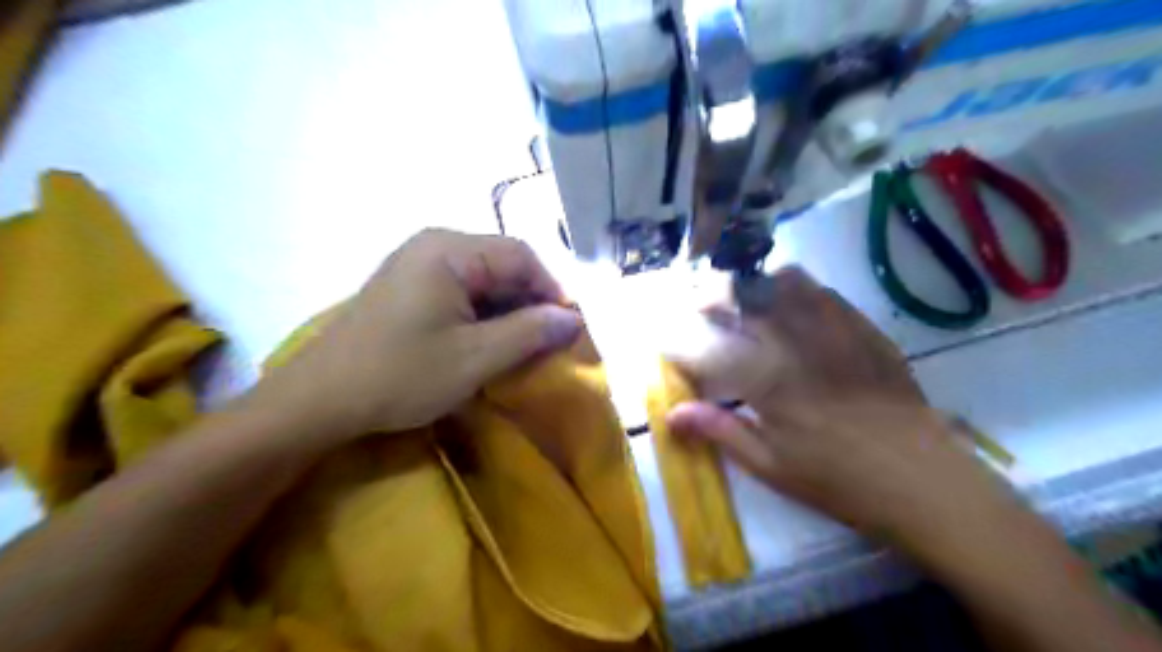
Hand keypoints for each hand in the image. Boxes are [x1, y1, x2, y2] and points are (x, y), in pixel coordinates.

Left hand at [253, 229, 581, 448]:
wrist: (320, 400)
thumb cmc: (400, 374)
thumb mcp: (475, 357)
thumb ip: (530, 333)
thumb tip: (573, 319)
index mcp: (450, 250)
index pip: (522, 256)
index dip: (553, 289)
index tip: (570, 327)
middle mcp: (435, 245)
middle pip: (502, 264)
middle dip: (530, 302)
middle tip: (550, 341)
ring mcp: (418, 265)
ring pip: (484, 280)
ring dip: (509, 311)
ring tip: (524, 346)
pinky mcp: (410, 287)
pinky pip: (462, 291)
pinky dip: (484, 315)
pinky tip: (490, 342)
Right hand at [666, 266, 1017, 557]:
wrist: (923, 481)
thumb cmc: (838, 481)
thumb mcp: (771, 467)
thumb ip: (720, 431)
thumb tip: (672, 415)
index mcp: (768, 383)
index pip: (708, 352)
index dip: (679, 345)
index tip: (665, 342)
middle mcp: (795, 345)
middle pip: (743, 299)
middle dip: (711, 297)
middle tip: (700, 308)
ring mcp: (834, 331)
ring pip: (784, 283)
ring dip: (755, 285)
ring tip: (744, 300)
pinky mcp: (863, 330)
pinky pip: (824, 293)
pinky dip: (797, 291)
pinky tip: (793, 308)